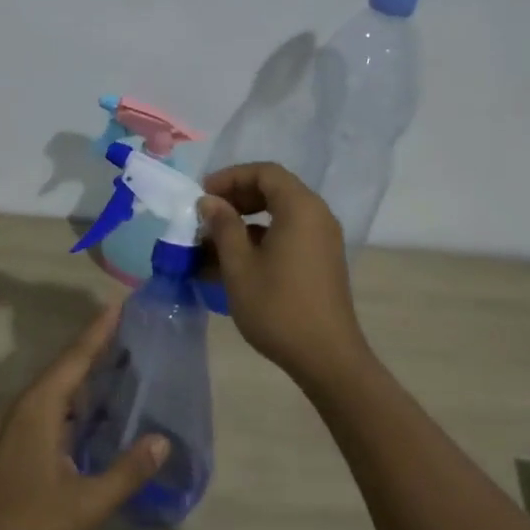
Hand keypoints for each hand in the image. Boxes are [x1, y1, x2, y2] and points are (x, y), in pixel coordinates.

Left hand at [0, 304, 169, 529]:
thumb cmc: (27, 520)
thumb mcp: (85, 502)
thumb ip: (126, 472)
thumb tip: (162, 441)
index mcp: (42, 406)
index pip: (76, 357)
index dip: (99, 330)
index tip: (119, 304)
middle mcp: (29, 404)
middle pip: (67, 364)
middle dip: (96, 344)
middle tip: (130, 328)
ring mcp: (20, 421)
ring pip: (58, 384)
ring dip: (86, 370)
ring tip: (120, 360)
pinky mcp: (17, 438)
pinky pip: (53, 401)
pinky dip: (77, 394)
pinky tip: (95, 408)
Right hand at [198, 162, 372, 383]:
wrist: (326, 357)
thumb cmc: (278, 307)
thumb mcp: (239, 266)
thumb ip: (223, 226)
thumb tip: (209, 202)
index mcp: (300, 208)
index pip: (265, 172)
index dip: (231, 177)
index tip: (203, 196)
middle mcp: (317, 215)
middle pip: (274, 189)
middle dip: (237, 198)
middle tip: (207, 215)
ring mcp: (323, 239)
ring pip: (280, 214)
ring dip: (246, 221)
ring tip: (213, 242)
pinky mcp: (322, 260)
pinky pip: (289, 234)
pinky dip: (261, 238)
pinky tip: (234, 262)